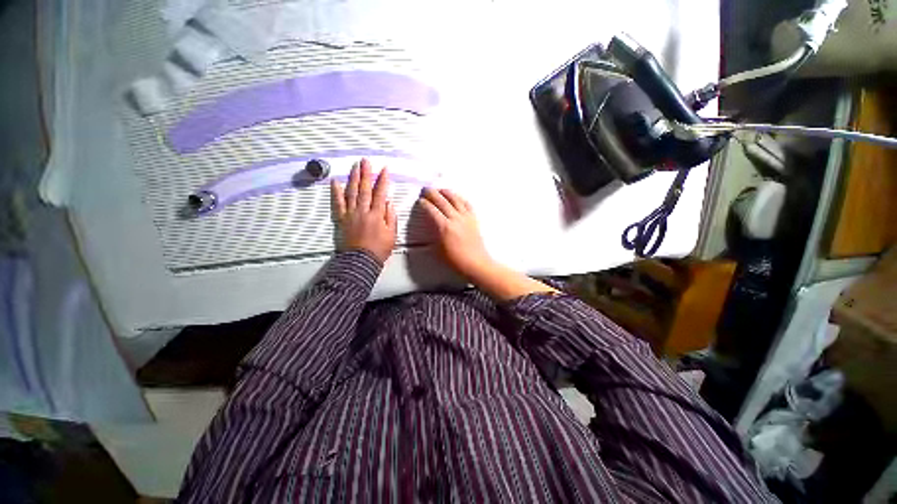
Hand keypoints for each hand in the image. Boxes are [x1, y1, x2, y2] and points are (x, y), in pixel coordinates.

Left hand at [332, 159, 397, 263]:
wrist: (360, 261)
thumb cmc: (378, 249)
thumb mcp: (392, 235)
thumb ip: (391, 217)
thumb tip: (388, 202)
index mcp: (377, 215)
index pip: (380, 193)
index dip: (383, 180)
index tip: (384, 169)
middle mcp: (363, 211)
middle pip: (365, 189)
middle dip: (366, 174)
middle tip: (366, 161)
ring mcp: (350, 214)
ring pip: (351, 192)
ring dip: (353, 178)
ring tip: (354, 166)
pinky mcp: (340, 219)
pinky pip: (337, 203)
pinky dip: (335, 192)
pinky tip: (335, 182)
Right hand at [419, 187, 493, 278]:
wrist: (475, 263)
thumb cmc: (456, 260)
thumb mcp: (438, 249)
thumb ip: (434, 235)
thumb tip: (431, 226)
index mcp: (445, 227)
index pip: (432, 210)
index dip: (425, 204)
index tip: (420, 200)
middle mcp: (455, 219)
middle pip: (442, 201)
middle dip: (432, 193)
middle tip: (426, 190)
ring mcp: (466, 218)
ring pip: (455, 199)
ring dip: (446, 192)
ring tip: (440, 189)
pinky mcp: (474, 219)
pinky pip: (467, 204)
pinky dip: (461, 198)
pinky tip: (457, 197)